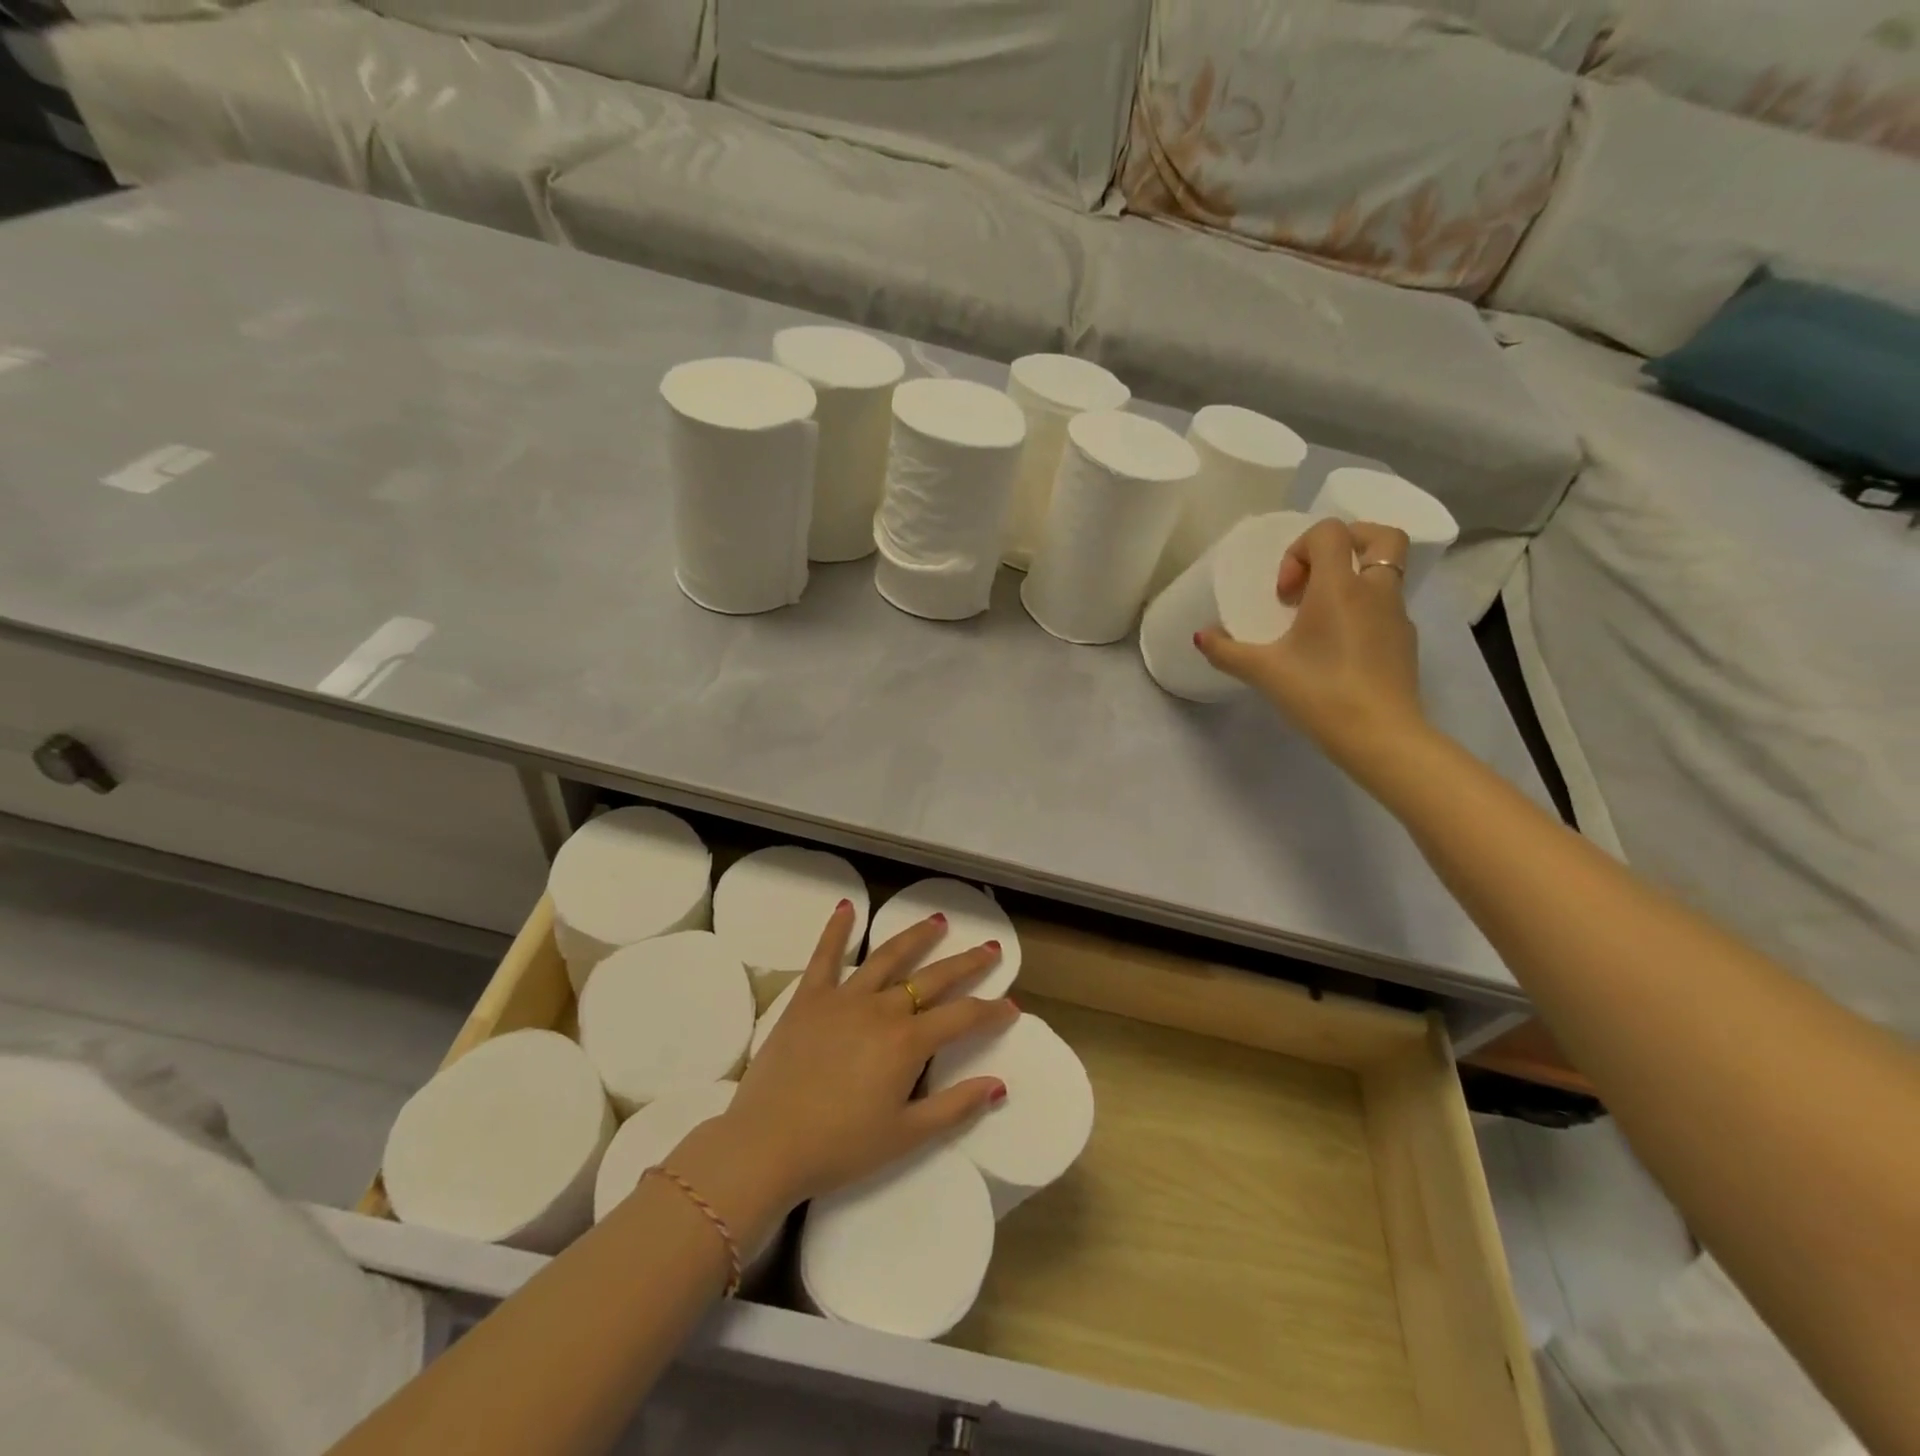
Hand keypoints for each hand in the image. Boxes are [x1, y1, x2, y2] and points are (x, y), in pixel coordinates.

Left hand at [713, 902, 1015, 1214]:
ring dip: (916, 937)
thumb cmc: (840, 1147)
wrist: (766, 1145)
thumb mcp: (905, 1136)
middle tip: (989, 948)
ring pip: (887, 957)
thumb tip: (998, 1085)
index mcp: (908, 1043)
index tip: (1011, 1007)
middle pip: (933, 978)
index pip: (962, 1017)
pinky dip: (836, 930)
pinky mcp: (808, 998)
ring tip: (937, 921)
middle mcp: (881, 1009)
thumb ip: (955, 1107)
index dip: (991, 1011)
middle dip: (967, 963)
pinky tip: (846, 907)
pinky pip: (825, 956)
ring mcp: (843, 997)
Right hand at [1196, 518, 1427, 774]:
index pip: (1329, 532)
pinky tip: (1338, 650)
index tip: (1285, 593)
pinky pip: (1385, 609)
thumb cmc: (1319, 693)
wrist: (1380, 736)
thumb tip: (1200, 636)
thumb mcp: (1263, 672)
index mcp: (1340, 587)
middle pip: (1379, 537)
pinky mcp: (1406, 643)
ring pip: (1384, 575)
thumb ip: (1226, 651)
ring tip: (1320, 621)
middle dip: (1348, 543)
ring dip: (1353, 583)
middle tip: (1316, 578)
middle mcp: (1376, 591)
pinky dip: (1363, 614)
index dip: (1299, 550)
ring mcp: (1397, 616)